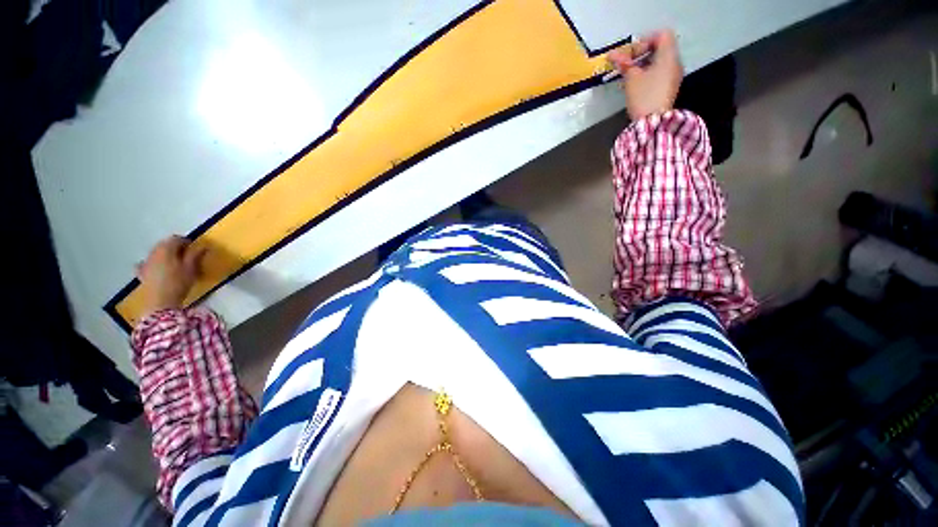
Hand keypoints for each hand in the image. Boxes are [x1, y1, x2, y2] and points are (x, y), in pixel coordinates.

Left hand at [136, 236, 206, 316]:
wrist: (160, 303)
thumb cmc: (179, 283)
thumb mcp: (191, 268)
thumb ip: (196, 255)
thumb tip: (203, 246)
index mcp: (166, 249)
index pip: (176, 239)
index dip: (187, 242)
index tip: (195, 248)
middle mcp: (153, 252)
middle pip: (164, 244)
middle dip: (175, 247)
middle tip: (187, 255)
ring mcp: (145, 262)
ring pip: (156, 253)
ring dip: (165, 255)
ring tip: (175, 263)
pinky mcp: (141, 273)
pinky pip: (147, 263)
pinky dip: (153, 263)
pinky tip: (157, 268)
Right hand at [608, 30, 683, 120]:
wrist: (652, 122)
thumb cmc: (643, 96)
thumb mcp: (631, 78)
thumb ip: (624, 64)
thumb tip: (612, 55)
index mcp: (669, 56)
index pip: (662, 35)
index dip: (645, 40)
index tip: (631, 54)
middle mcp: (675, 62)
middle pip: (661, 48)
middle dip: (642, 53)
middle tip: (627, 64)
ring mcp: (673, 76)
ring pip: (659, 61)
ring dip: (643, 64)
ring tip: (629, 75)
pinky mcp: (669, 87)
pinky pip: (660, 72)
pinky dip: (648, 73)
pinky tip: (636, 84)